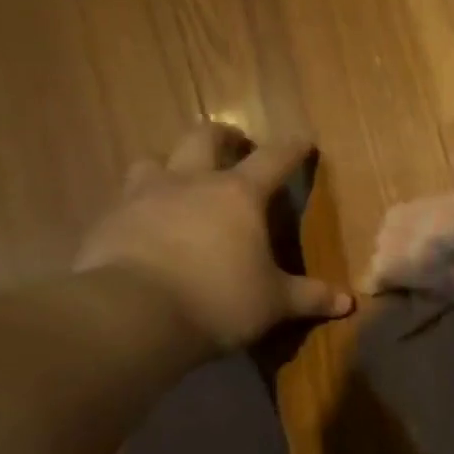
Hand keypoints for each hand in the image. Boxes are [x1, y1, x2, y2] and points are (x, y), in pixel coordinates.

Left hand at [76, 123, 352, 347]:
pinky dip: (140, 208)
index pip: (273, 159)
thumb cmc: (219, 300)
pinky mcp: (106, 221)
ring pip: (154, 160)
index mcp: (238, 195)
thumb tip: (348, 302)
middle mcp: (190, 183)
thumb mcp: (274, 302)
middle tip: (235, 147)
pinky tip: (145, 229)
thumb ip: (309, 297)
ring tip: (180, 184)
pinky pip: (125, 201)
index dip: (291, 149)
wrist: (131, 316)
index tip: (302, 141)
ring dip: (171, 166)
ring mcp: (142, 197)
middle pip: (204, 138)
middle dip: (224, 138)